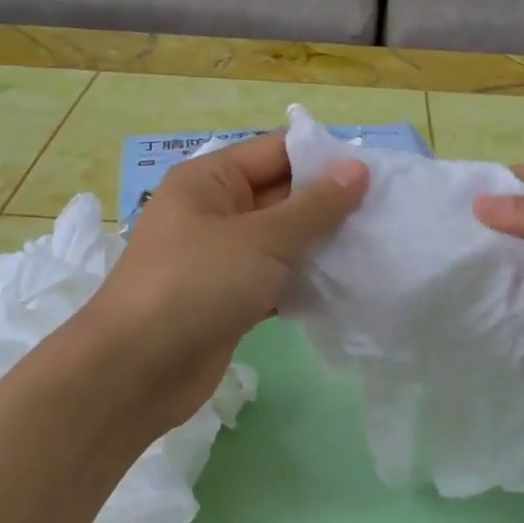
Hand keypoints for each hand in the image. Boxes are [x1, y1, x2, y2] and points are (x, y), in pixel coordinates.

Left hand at [81, 131, 367, 433]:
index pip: (276, 152)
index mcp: (210, 180)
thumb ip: (315, 206)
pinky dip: (304, 283)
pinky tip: (345, 288)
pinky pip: (275, 279)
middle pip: (282, 196)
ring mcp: (221, 258)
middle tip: (387, 214)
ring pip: (282, 241)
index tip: (377, 174)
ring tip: (376, 248)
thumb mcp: (262, 239)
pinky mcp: (229, 298)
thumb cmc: (197, 285)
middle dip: (330, 205)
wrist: (137, 370)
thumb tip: (357, 169)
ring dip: (321, 246)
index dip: (324, 158)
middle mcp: (214, 212)